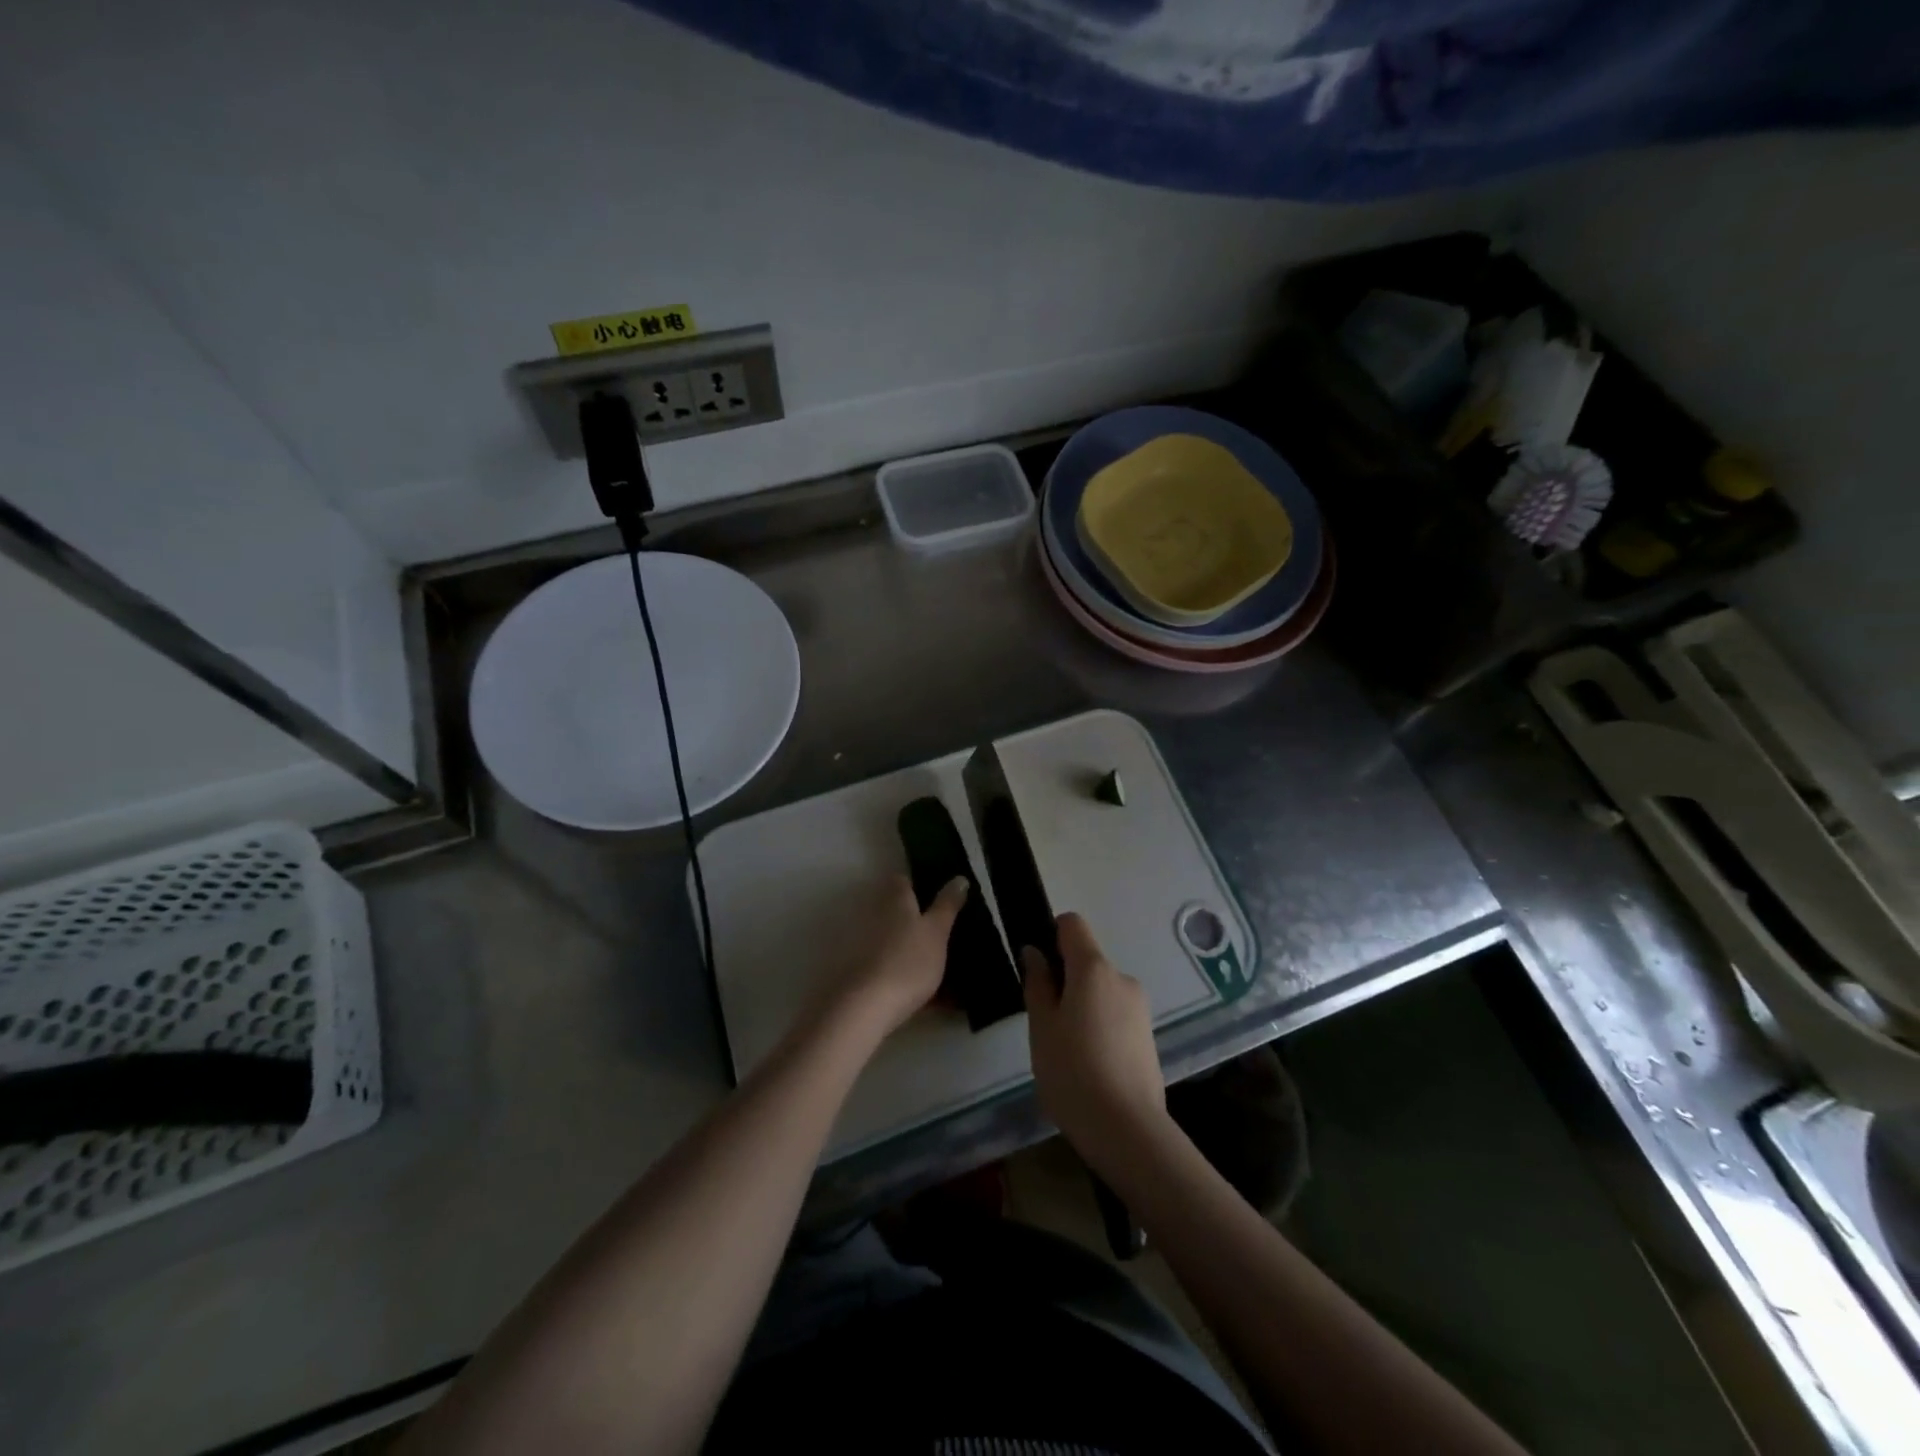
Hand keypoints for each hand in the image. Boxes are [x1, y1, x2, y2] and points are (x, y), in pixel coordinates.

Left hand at [812, 874, 966, 1043]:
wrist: (868, 1007)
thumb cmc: (908, 961)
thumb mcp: (937, 931)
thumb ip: (947, 905)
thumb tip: (959, 877)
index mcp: (895, 901)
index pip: (903, 880)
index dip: (919, 882)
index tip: (940, 892)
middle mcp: (877, 917)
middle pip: (900, 910)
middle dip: (920, 917)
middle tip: (949, 928)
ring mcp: (868, 946)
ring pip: (898, 940)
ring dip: (916, 948)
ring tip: (945, 961)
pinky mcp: (866, 973)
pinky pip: (895, 967)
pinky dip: (911, 974)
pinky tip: (933, 995)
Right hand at [1022, 913, 1168, 1174]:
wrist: (1127, 1130)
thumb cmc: (1072, 1072)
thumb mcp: (1041, 1027)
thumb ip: (1037, 983)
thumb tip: (1035, 952)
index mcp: (1093, 969)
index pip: (1072, 924)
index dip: (1050, 935)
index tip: (1036, 967)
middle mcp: (1122, 978)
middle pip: (1087, 960)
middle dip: (1064, 980)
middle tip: (1044, 1020)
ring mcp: (1140, 1007)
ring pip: (1101, 990)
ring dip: (1082, 1005)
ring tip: (1066, 1048)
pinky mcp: (1148, 1035)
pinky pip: (1116, 1014)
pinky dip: (1099, 1025)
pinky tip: (1089, 1063)